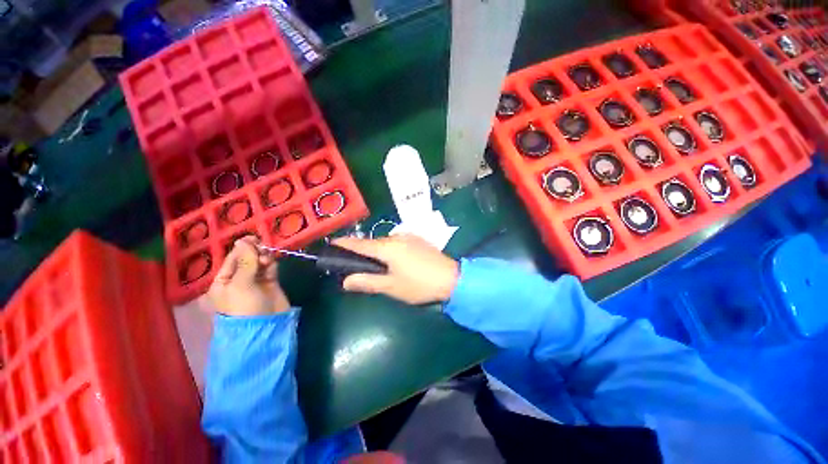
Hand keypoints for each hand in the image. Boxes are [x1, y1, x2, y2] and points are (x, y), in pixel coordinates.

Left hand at [208, 235, 290, 316]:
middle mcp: (238, 280)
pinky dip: (271, 264)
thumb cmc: (245, 305)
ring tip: (267, 260)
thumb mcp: (240, 283)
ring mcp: (255, 282)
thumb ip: (245, 261)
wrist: (266, 325)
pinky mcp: (270, 283)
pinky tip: (272, 264)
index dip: (241, 248)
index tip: (253, 238)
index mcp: (223, 281)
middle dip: (254, 253)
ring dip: (263, 258)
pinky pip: (270, 268)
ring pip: (259, 262)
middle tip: (263, 249)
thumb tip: (242, 241)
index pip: (231, 259)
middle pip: (246, 259)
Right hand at [333, 235, 459, 304]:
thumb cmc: (419, 285)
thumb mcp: (391, 287)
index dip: (344, 243)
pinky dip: (389, 250)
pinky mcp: (418, 240)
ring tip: (376, 267)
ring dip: (377, 252)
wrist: (451, 278)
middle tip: (355, 265)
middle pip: (372, 243)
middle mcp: (396, 237)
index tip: (332, 243)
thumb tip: (346, 280)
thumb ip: (367, 282)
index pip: (359, 244)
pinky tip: (394, 262)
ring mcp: (409, 237)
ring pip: (385, 243)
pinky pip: (397, 243)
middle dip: (362, 252)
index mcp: (387, 247)